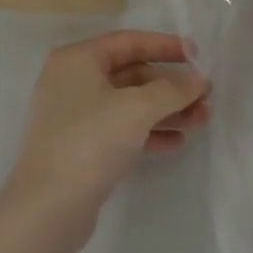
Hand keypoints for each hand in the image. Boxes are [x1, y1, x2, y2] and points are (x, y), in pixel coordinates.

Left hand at [5, 31, 210, 241]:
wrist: (47, 210)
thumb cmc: (90, 141)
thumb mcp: (136, 109)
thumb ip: (172, 90)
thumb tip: (199, 79)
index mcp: (78, 59)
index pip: (129, 42)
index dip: (165, 46)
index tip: (198, 56)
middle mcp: (73, 81)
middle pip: (131, 74)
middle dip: (170, 85)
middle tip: (205, 96)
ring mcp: (75, 116)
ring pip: (129, 104)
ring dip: (166, 110)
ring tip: (202, 119)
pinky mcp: (81, 148)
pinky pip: (122, 129)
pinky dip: (149, 132)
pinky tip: (178, 142)